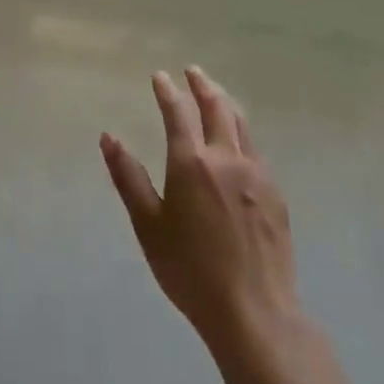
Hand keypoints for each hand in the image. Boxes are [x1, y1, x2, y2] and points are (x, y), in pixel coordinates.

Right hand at [100, 68, 300, 355]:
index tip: (160, 77)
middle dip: (202, 86)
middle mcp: (227, 158)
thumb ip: (128, 177)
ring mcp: (256, 174)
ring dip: (225, 103)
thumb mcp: (148, 226)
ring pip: (241, 125)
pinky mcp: (275, 193)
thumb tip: (108, 137)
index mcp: (191, 163)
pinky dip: (242, 132)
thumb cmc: (189, 270)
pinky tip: (238, 141)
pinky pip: (256, 149)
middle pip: (217, 108)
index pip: (178, 113)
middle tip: (192, 72)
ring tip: (216, 93)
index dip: (167, 92)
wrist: (253, 311)